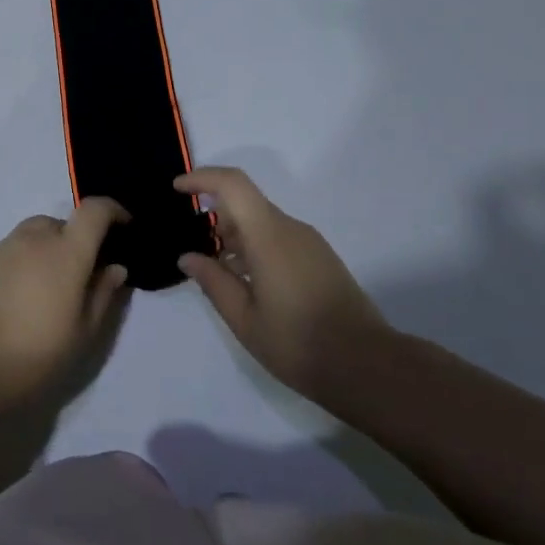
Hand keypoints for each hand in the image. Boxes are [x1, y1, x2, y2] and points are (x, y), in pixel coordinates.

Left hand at [0, 199, 129, 407]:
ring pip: (36, 233)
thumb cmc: (33, 352)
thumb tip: (115, 267)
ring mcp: (5, 247)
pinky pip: (15, 248)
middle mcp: (35, 238)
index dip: (113, 211)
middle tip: (84, 273)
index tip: (124, 226)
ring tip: (51, 287)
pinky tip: (24, 294)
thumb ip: (102, 294)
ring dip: (50, 248)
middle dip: (78, 239)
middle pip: (63, 222)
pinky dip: (27, 259)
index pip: (94, 210)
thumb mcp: (81, 333)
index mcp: (66, 251)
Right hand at [176, 167, 394, 407]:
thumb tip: (187, 256)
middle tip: (192, 244)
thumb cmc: (297, 343)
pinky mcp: (320, 258)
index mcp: (268, 235)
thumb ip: (212, 281)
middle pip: (246, 202)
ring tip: (216, 269)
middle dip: (214, 214)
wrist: (367, 365)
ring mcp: (309, 242)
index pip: (232, 184)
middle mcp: (290, 228)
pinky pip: (278, 237)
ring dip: (234, 234)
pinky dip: (254, 246)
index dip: (201, 178)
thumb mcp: (243, 318)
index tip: (177, 189)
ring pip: (262, 221)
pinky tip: (246, 281)